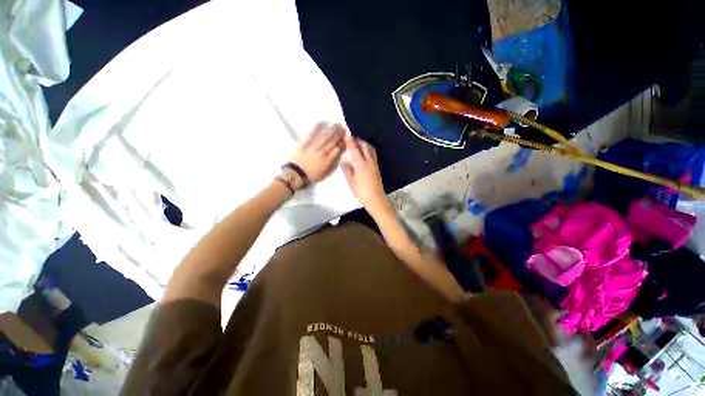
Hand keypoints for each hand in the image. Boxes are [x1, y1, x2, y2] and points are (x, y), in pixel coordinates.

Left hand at [289, 122, 345, 183]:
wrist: (295, 175)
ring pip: (324, 137)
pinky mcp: (304, 144)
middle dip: (339, 134)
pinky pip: (311, 135)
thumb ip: (332, 165)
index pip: (337, 149)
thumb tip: (338, 156)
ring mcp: (313, 147)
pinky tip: (322, 122)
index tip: (345, 138)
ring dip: (331, 130)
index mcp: (327, 160)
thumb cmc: (311, 176)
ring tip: (336, 124)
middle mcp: (322, 152)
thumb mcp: (324, 174)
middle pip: (332, 141)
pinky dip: (316, 128)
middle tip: (343, 127)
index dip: (342, 143)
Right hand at [341, 135, 389, 214]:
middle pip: (364, 146)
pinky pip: (373, 154)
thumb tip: (343, 160)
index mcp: (361, 163)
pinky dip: (368, 150)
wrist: (375, 198)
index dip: (350, 141)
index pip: (355, 149)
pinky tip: (365, 153)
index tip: (346, 135)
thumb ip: (347, 169)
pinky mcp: (377, 167)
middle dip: (358, 141)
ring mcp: (374, 164)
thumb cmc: (361, 191)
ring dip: (364, 144)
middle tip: (352, 139)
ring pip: (370, 149)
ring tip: (358, 144)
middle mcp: (369, 161)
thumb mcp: (351, 181)